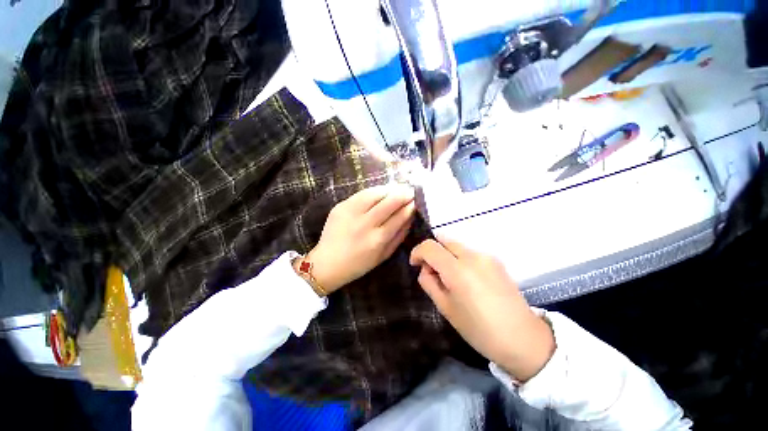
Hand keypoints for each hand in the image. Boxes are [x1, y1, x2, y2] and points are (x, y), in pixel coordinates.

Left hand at [304, 185, 415, 293]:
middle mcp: (365, 224)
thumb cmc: (359, 264)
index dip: (410, 206)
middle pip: (389, 202)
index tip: (416, 200)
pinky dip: (374, 190)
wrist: (327, 263)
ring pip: (375, 194)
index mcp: (378, 239)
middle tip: (410, 190)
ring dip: (390, 189)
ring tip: (397, 188)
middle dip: (403, 193)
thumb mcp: (384, 255)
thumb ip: (400, 236)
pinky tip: (381, 191)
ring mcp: (351, 213)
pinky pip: (362, 194)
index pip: (399, 216)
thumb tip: (411, 217)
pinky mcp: (341, 206)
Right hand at [410, 237, 554, 381]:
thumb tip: (426, 269)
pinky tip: (466, 279)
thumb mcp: (446, 308)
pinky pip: (469, 252)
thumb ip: (429, 282)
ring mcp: (486, 256)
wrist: (523, 339)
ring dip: (446, 255)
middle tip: (432, 271)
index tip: (415, 264)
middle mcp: (472, 256)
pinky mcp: (496, 260)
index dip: (418, 252)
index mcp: (458, 270)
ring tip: (450, 278)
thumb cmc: (479, 329)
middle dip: (433, 251)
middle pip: (443, 240)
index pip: (430, 246)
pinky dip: (459, 259)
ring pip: (456, 245)